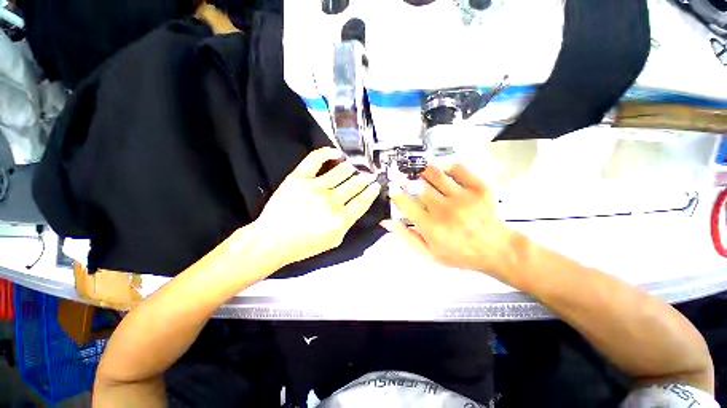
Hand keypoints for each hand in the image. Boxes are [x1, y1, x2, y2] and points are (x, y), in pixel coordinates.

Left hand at [255, 147, 381, 267]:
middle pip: (354, 185)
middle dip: (366, 177)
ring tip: (358, 163)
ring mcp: (316, 187)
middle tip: (371, 172)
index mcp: (341, 219)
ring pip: (341, 171)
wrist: (273, 240)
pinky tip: (337, 153)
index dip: (371, 192)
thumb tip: (355, 207)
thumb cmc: (304, 244)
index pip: (362, 201)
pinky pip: (316, 160)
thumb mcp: (334, 241)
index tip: (376, 185)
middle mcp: (331, 201)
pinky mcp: (299, 178)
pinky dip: (327, 153)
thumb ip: (347, 224)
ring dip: (352, 167)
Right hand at [381, 164, 525, 282]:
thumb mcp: (429, 253)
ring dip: (424, 172)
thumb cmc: (460, 254)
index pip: (405, 203)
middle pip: (418, 186)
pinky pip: (458, 168)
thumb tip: (387, 221)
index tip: (394, 191)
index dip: (396, 194)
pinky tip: (444, 173)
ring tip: (423, 176)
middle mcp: (445, 209)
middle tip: (408, 182)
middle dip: (408, 181)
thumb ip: (406, 236)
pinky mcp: (479, 188)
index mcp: (431, 227)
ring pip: (435, 173)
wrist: (496, 249)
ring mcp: (463, 197)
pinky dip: (447, 167)